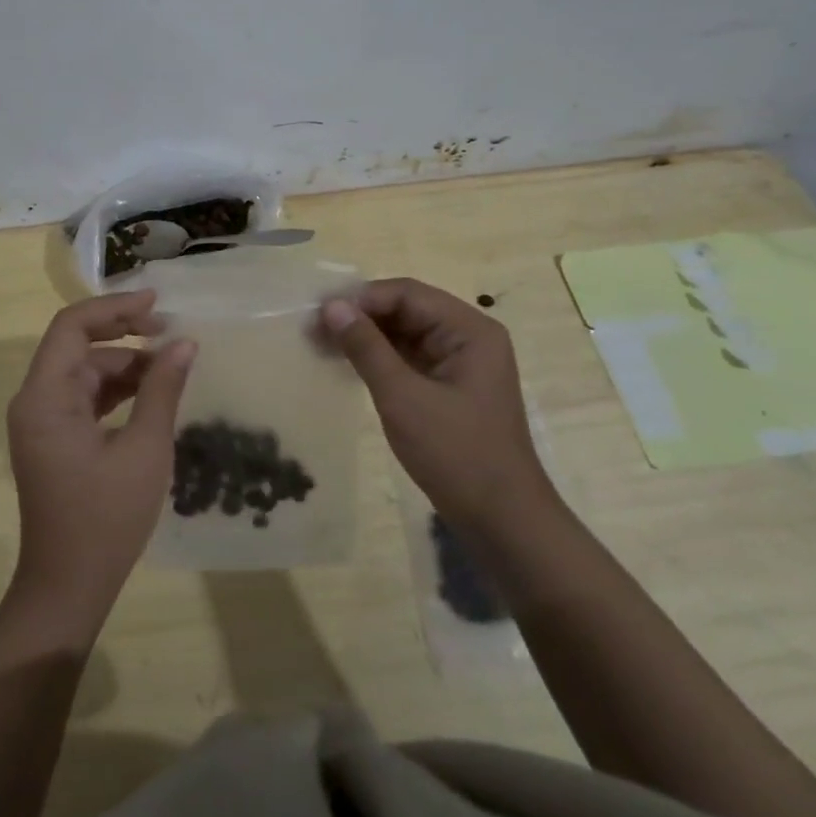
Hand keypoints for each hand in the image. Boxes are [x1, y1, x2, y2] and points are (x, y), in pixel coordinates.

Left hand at [5, 291, 196, 632]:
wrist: (68, 588)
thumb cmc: (105, 520)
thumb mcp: (144, 450)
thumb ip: (162, 390)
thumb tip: (185, 343)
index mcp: (45, 397)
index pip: (72, 327)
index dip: (114, 307)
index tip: (157, 303)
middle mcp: (35, 400)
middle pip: (77, 344)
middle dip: (123, 332)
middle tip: (170, 330)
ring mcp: (42, 421)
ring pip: (84, 370)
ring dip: (125, 362)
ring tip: (171, 363)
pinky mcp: (55, 438)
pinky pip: (84, 396)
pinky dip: (116, 388)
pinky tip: (151, 390)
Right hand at [321, 279, 550, 527]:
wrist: (502, 522)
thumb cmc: (456, 454)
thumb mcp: (403, 397)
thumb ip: (366, 347)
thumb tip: (332, 305)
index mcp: (469, 330)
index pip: (407, 294)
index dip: (361, 298)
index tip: (320, 313)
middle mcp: (468, 337)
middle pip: (406, 310)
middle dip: (359, 316)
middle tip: (313, 328)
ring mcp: (459, 363)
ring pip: (404, 334)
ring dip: (364, 336)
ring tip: (320, 343)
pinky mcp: (449, 387)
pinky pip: (408, 358)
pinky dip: (377, 358)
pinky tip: (345, 363)